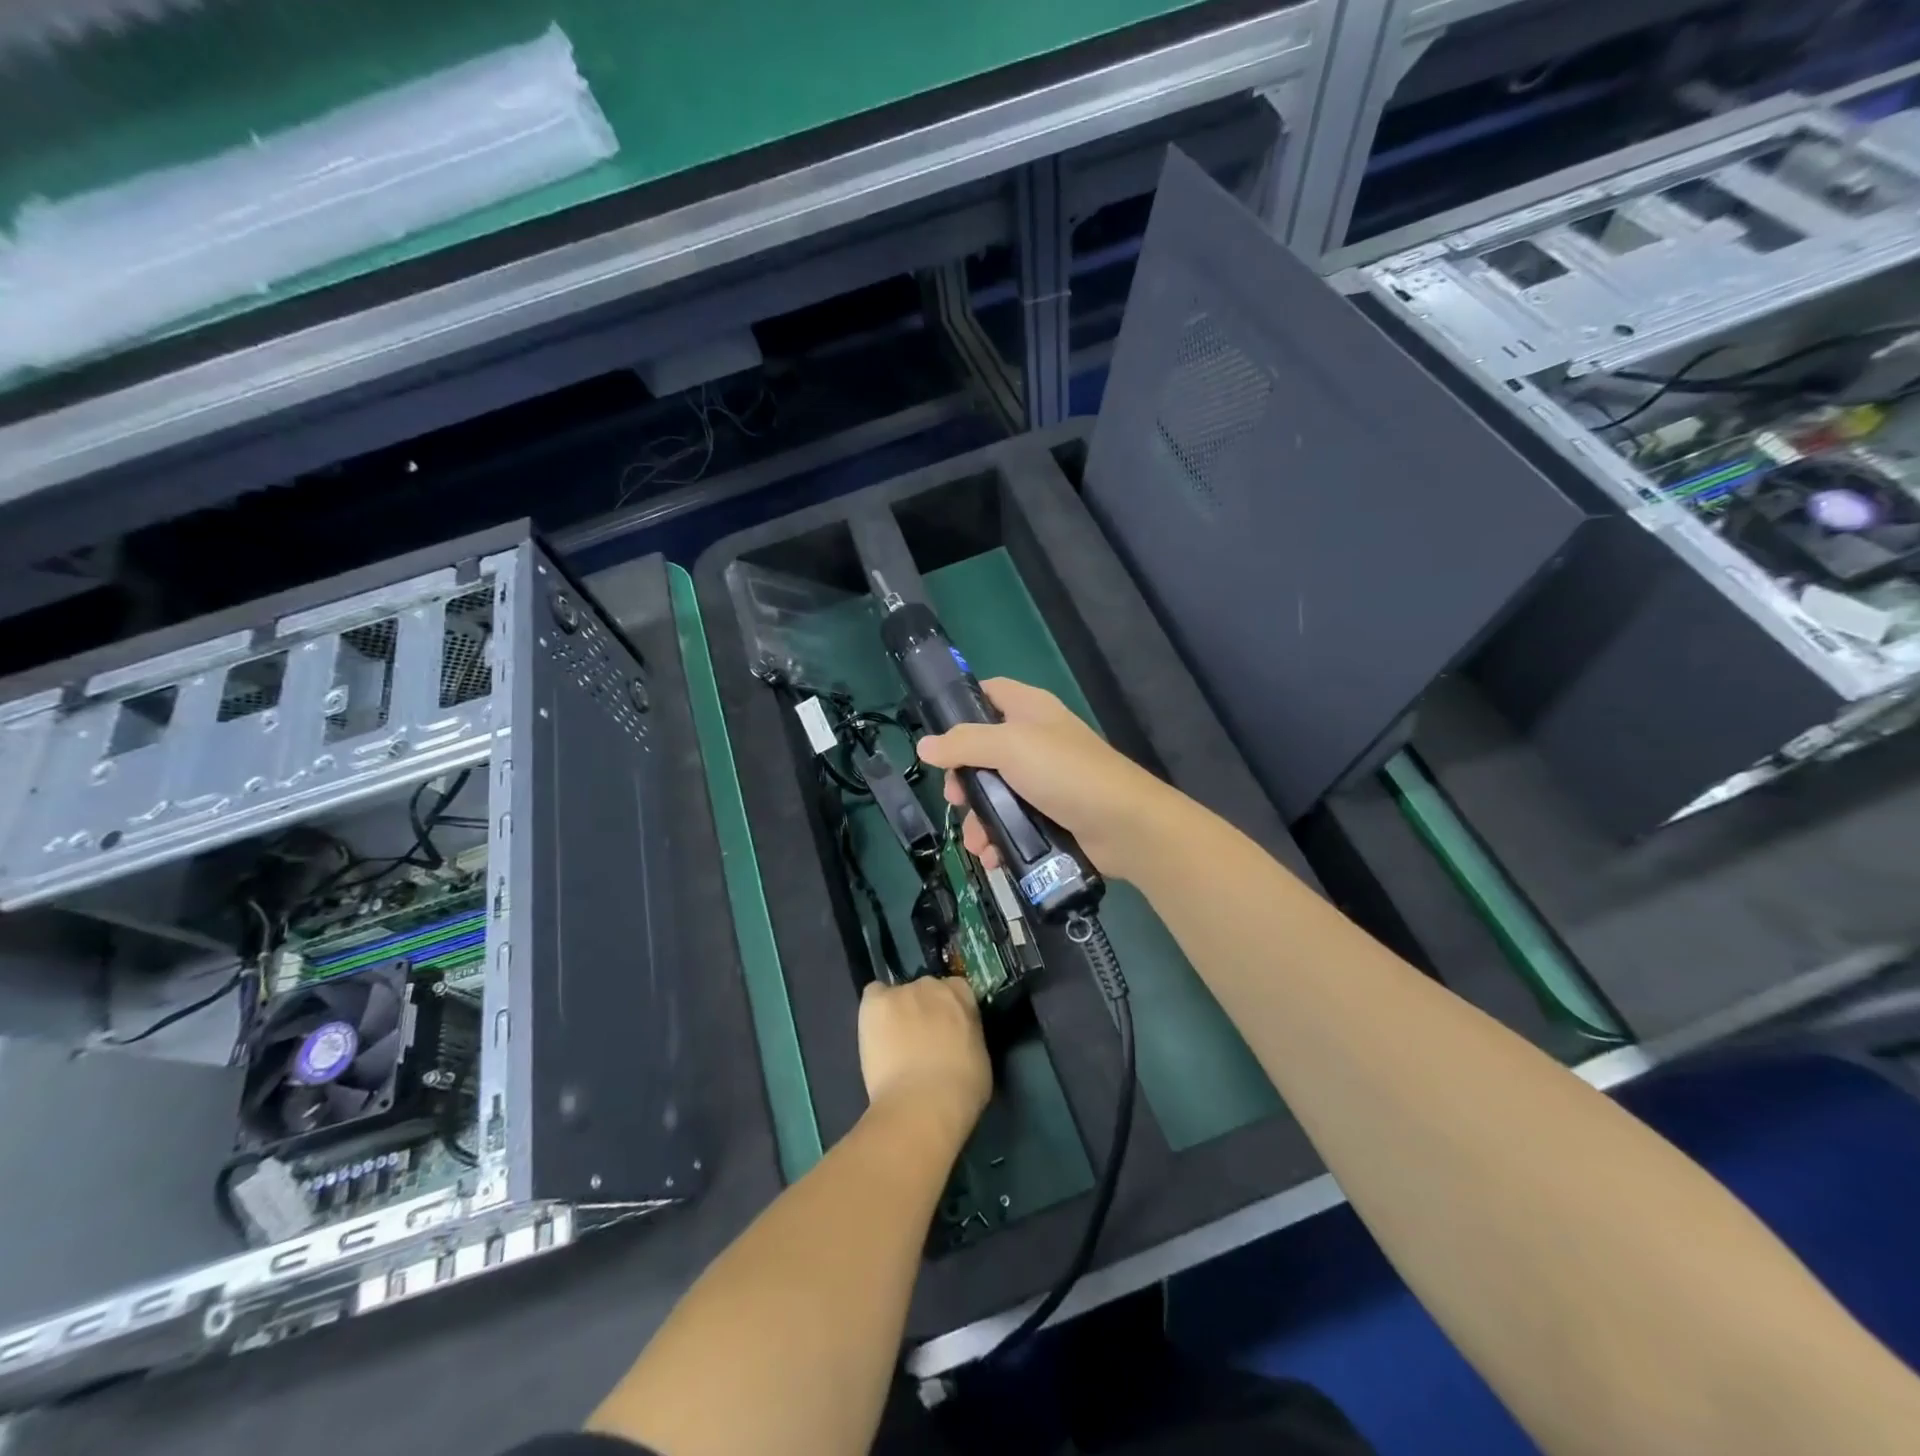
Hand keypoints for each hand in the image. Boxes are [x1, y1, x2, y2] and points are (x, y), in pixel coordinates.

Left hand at [858, 975, 990, 1143]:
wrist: (923, 1104)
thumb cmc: (961, 1089)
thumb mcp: (979, 1057)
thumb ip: (967, 1037)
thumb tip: (958, 1040)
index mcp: (962, 996)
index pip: (956, 990)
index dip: (949, 1010)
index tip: (946, 1029)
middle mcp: (932, 985)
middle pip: (925, 990)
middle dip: (923, 1009)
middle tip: (919, 1039)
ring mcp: (902, 992)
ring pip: (897, 996)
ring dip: (898, 1013)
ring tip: (893, 1044)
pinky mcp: (875, 1003)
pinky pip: (873, 995)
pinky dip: (874, 1010)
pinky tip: (875, 1032)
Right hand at [915, 678, 1178, 882]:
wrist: (1125, 825)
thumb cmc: (1066, 773)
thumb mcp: (1010, 747)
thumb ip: (964, 743)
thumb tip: (924, 745)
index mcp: (1030, 709)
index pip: (989, 692)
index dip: (962, 706)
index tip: (937, 733)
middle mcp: (1036, 740)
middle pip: (983, 751)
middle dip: (963, 779)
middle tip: (955, 799)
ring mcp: (1044, 779)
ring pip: (995, 792)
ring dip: (979, 818)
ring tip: (976, 842)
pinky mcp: (1050, 814)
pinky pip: (1013, 821)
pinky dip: (999, 837)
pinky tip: (992, 855)